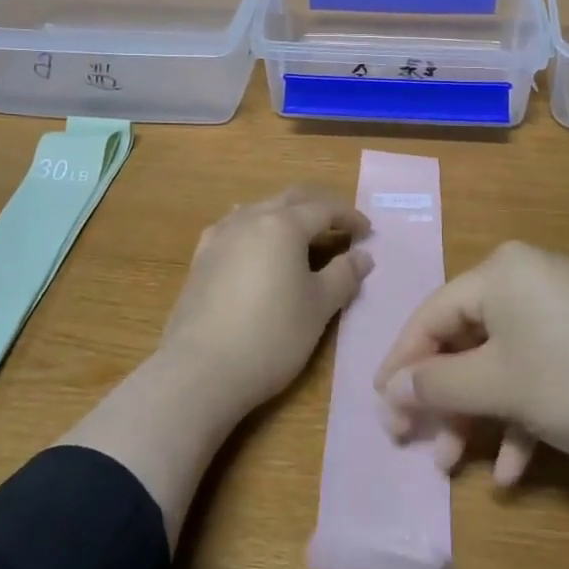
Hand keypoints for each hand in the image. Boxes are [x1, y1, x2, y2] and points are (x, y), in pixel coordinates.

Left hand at [159, 187, 372, 415]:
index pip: (323, 209)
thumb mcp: (319, 307)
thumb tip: (363, 255)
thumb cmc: (271, 335)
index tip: (367, 232)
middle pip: (289, 200)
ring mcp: (220, 236)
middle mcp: (249, 219)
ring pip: (258, 209)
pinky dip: (254, 230)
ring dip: (284, 215)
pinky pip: (233, 228)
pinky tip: (254, 246)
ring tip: (299, 236)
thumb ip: (344, 275)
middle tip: (338, 225)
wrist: (201, 369)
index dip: (348, 217)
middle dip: (317, 207)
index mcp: (283, 225)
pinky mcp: (200, 258)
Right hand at [374, 241, 568, 484]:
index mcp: (499, 273)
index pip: (431, 315)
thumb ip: (438, 385)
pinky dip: (523, 415)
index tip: (380, 407)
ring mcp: (562, 309)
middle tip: (418, 445)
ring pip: (502, 363)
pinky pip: (540, 370)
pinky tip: (516, 469)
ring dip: (479, 416)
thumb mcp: (501, 386)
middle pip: (466, 341)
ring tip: (458, 467)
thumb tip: (390, 388)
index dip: (402, 363)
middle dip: (444, 399)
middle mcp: (526, 280)